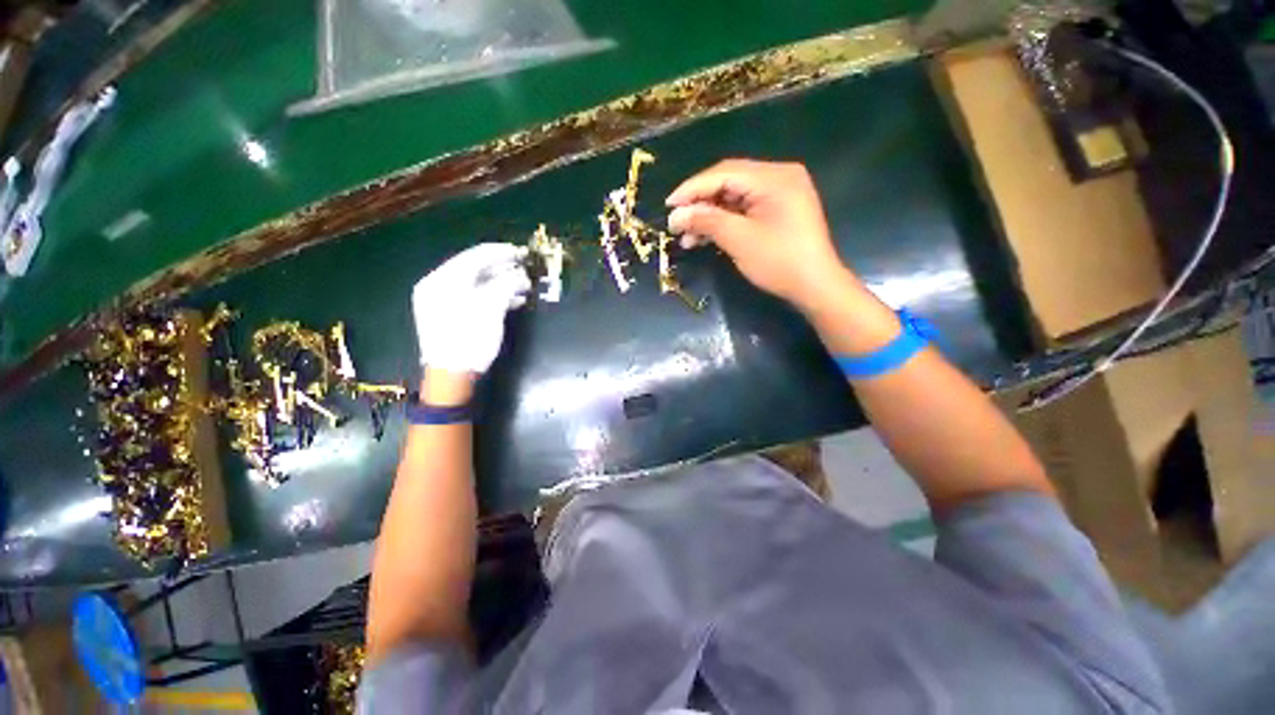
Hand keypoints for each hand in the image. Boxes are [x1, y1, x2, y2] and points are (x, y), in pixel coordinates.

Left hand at [412, 243, 530, 375]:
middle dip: (503, 269)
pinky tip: (512, 300)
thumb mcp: (491, 308)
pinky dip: (493, 296)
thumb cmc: (469, 338)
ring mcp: (443, 301)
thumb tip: (520, 274)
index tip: (522, 253)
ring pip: (477, 284)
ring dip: (502, 284)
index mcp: (442, 280)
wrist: (451, 376)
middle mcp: (439, 285)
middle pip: (476, 269)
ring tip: (524, 287)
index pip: (475, 256)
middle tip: (525, 270)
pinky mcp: (451, 315)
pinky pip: (474, 297)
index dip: (501, 253)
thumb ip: (506, 285)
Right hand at [665, 160, 860, 313]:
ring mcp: (779, 194)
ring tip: (686, 237)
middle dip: (699, 204)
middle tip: (676, 223)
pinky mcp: (777, 211)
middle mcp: (778, 177)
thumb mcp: (739, 240)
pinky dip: (724, 222)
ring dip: (709, 216)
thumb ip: (706, 221)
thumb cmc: (779, 261)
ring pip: (733, 198)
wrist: (815, 286)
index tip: (668, 206)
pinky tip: (705, 237)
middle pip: (728, 182)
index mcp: (774, 177)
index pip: (723, 173)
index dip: (692, 188)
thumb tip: (675, 216)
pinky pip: (744, 210)